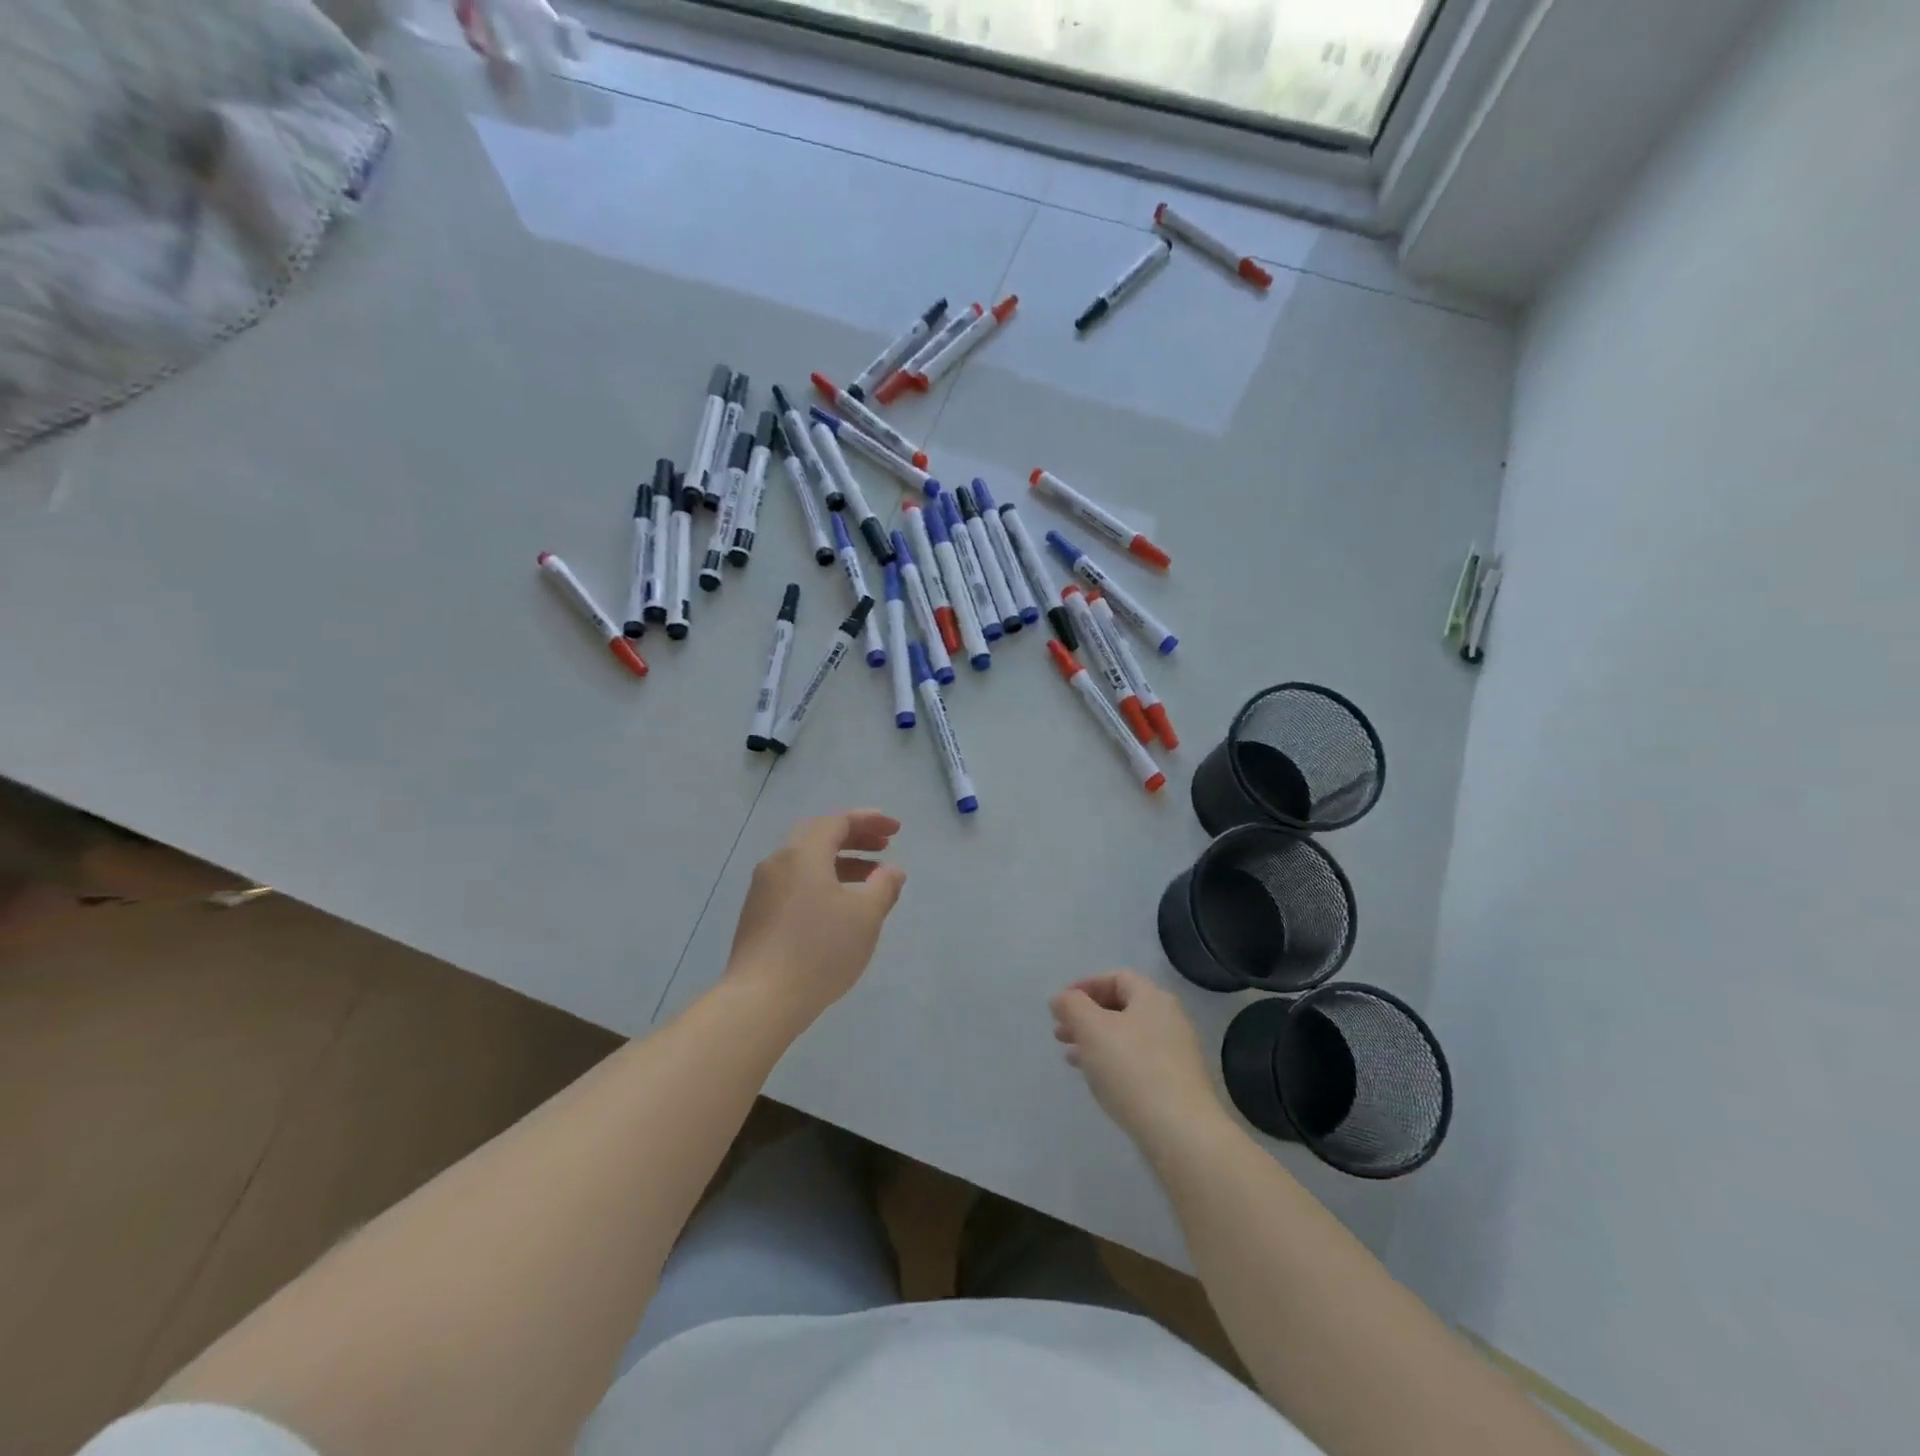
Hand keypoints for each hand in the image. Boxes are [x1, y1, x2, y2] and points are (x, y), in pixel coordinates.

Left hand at [726, 811, 906, 1024]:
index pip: (838, 821)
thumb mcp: (865, 917)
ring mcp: (763, 889)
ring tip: (870, 880)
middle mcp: (778, 862)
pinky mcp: (757, 914)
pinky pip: (795, 882)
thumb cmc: (820, 950)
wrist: (760, 1000)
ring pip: (806, 861)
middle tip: (883, 847)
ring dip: (840, 862)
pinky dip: (822, 881)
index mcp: (803, 854)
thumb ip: (883, 887)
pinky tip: (839, 906)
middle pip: (819, 836)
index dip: (869, 821)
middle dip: (854, 838)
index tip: (895, 830)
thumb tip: (892, 870)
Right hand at [1050, 970, 1225, 1154]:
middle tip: (1060, 1032)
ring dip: (1096, 1041)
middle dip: (1087, 1017)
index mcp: (1152, 998)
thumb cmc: (1132, 1069)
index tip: (1061, 1005)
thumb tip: (1061, 998)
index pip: (1117, 978)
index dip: (1085, 986)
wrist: (1181, 1132)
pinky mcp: (1176, 1085)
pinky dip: (1113, 1063)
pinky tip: (1097, 1081)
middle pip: (1122, 1007)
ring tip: (1071, 1057)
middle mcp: (1169, 1019)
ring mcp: (1176, 1054)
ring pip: (1127, 1037)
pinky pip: (1138, 1063)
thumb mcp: (1092, 1029)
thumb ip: (1072, 1006)